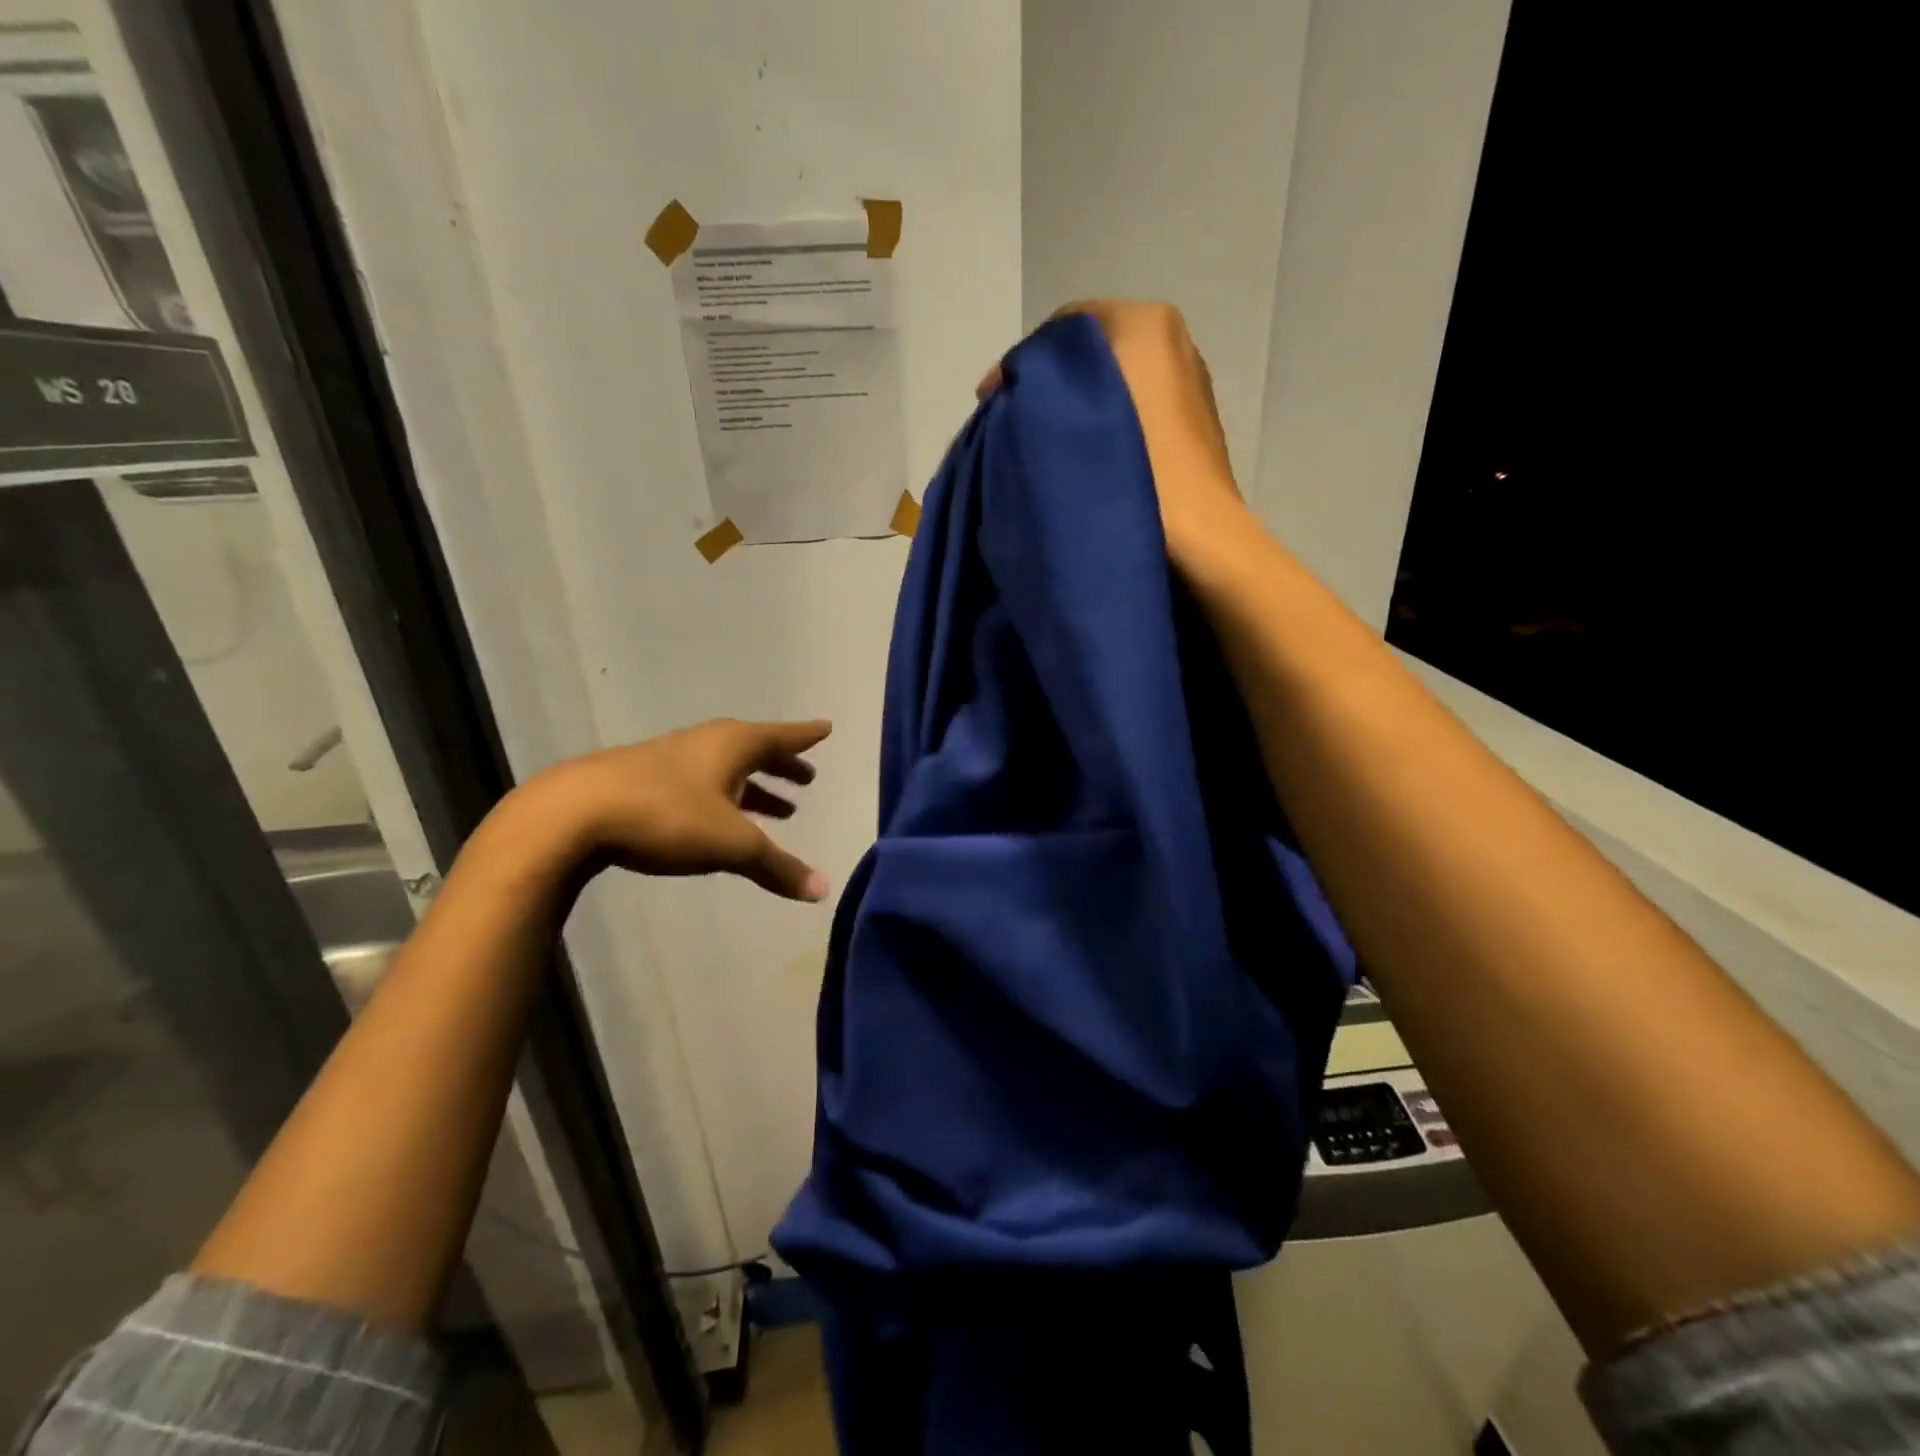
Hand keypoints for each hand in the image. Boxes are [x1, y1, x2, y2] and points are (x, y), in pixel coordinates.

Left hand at [536, 718, 832, 901]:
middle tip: (806, 779)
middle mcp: (705, 743)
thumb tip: (822, 890)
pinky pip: (699, 782)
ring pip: (725, 769)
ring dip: (752, 786)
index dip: (805, 736)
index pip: (781, 737)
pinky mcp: (642, 780)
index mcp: (732, 745)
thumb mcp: (731, 844)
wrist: (572, 815)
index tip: (826, 729)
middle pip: (754, 750)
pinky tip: (717, 819)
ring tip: (778, 809)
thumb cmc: (666, 816)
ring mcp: (670, 758)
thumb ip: (777, 866)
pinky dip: (721, 797)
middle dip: (782, 766)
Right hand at [981, 300, 1249, 566]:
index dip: (1021, 362)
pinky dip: (1108, 423)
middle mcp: (1174, 340)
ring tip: (1047, 445)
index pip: (1063, 326)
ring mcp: (1190, 380)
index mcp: (1146, 322)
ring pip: (1116, 380)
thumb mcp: (1067, 418)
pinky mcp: (1196, 423)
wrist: (1200, 535)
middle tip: (1013, 424)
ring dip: (1079, 406)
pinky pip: (1139, 408)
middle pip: (1092, 352)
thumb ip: (1035, 388)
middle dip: (1051, 383)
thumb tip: (1011, 391)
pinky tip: (1087, 457)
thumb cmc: (1133, 469)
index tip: (990, 401)